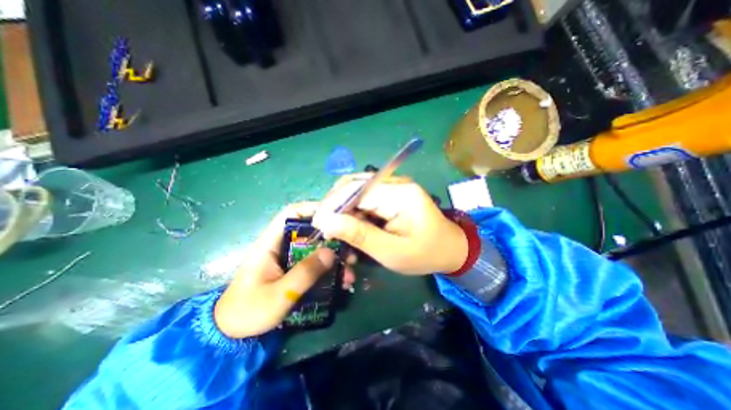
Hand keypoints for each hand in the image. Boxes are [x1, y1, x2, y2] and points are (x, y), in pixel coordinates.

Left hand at [214, 202, 356, 339]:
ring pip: (316, 249)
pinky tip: (342, 281)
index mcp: (270, 242)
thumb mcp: (279, 294)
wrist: (232, 335)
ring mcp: (289, 258)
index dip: (313, 209)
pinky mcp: (294, 270)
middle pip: (310, 231)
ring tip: (349, 271)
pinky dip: (329, 270)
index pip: (291, 213)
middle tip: (349, 249)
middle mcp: (282, 245)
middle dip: (332, 239)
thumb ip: (305, 273)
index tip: (336, 215)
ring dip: (334, 258)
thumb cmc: (249, 311)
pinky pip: (315, 264)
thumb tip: (331, 252)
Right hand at [311, 174, 465, 274]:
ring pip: (356, 192)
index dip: (332, 204)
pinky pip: (364, 199)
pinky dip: (353, 213)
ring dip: (343, 210)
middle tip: (326, 229)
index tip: (318, 225)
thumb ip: (359, 235)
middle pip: (353, 185)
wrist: (450, 249)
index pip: (356, 190)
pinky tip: (351, 228)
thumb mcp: (391, 251)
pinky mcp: (391, 195)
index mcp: (400, 193)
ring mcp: (393, 187)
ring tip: (336, 231)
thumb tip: (325, 221)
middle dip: (335, 206)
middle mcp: (395, 183)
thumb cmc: (425, 254)